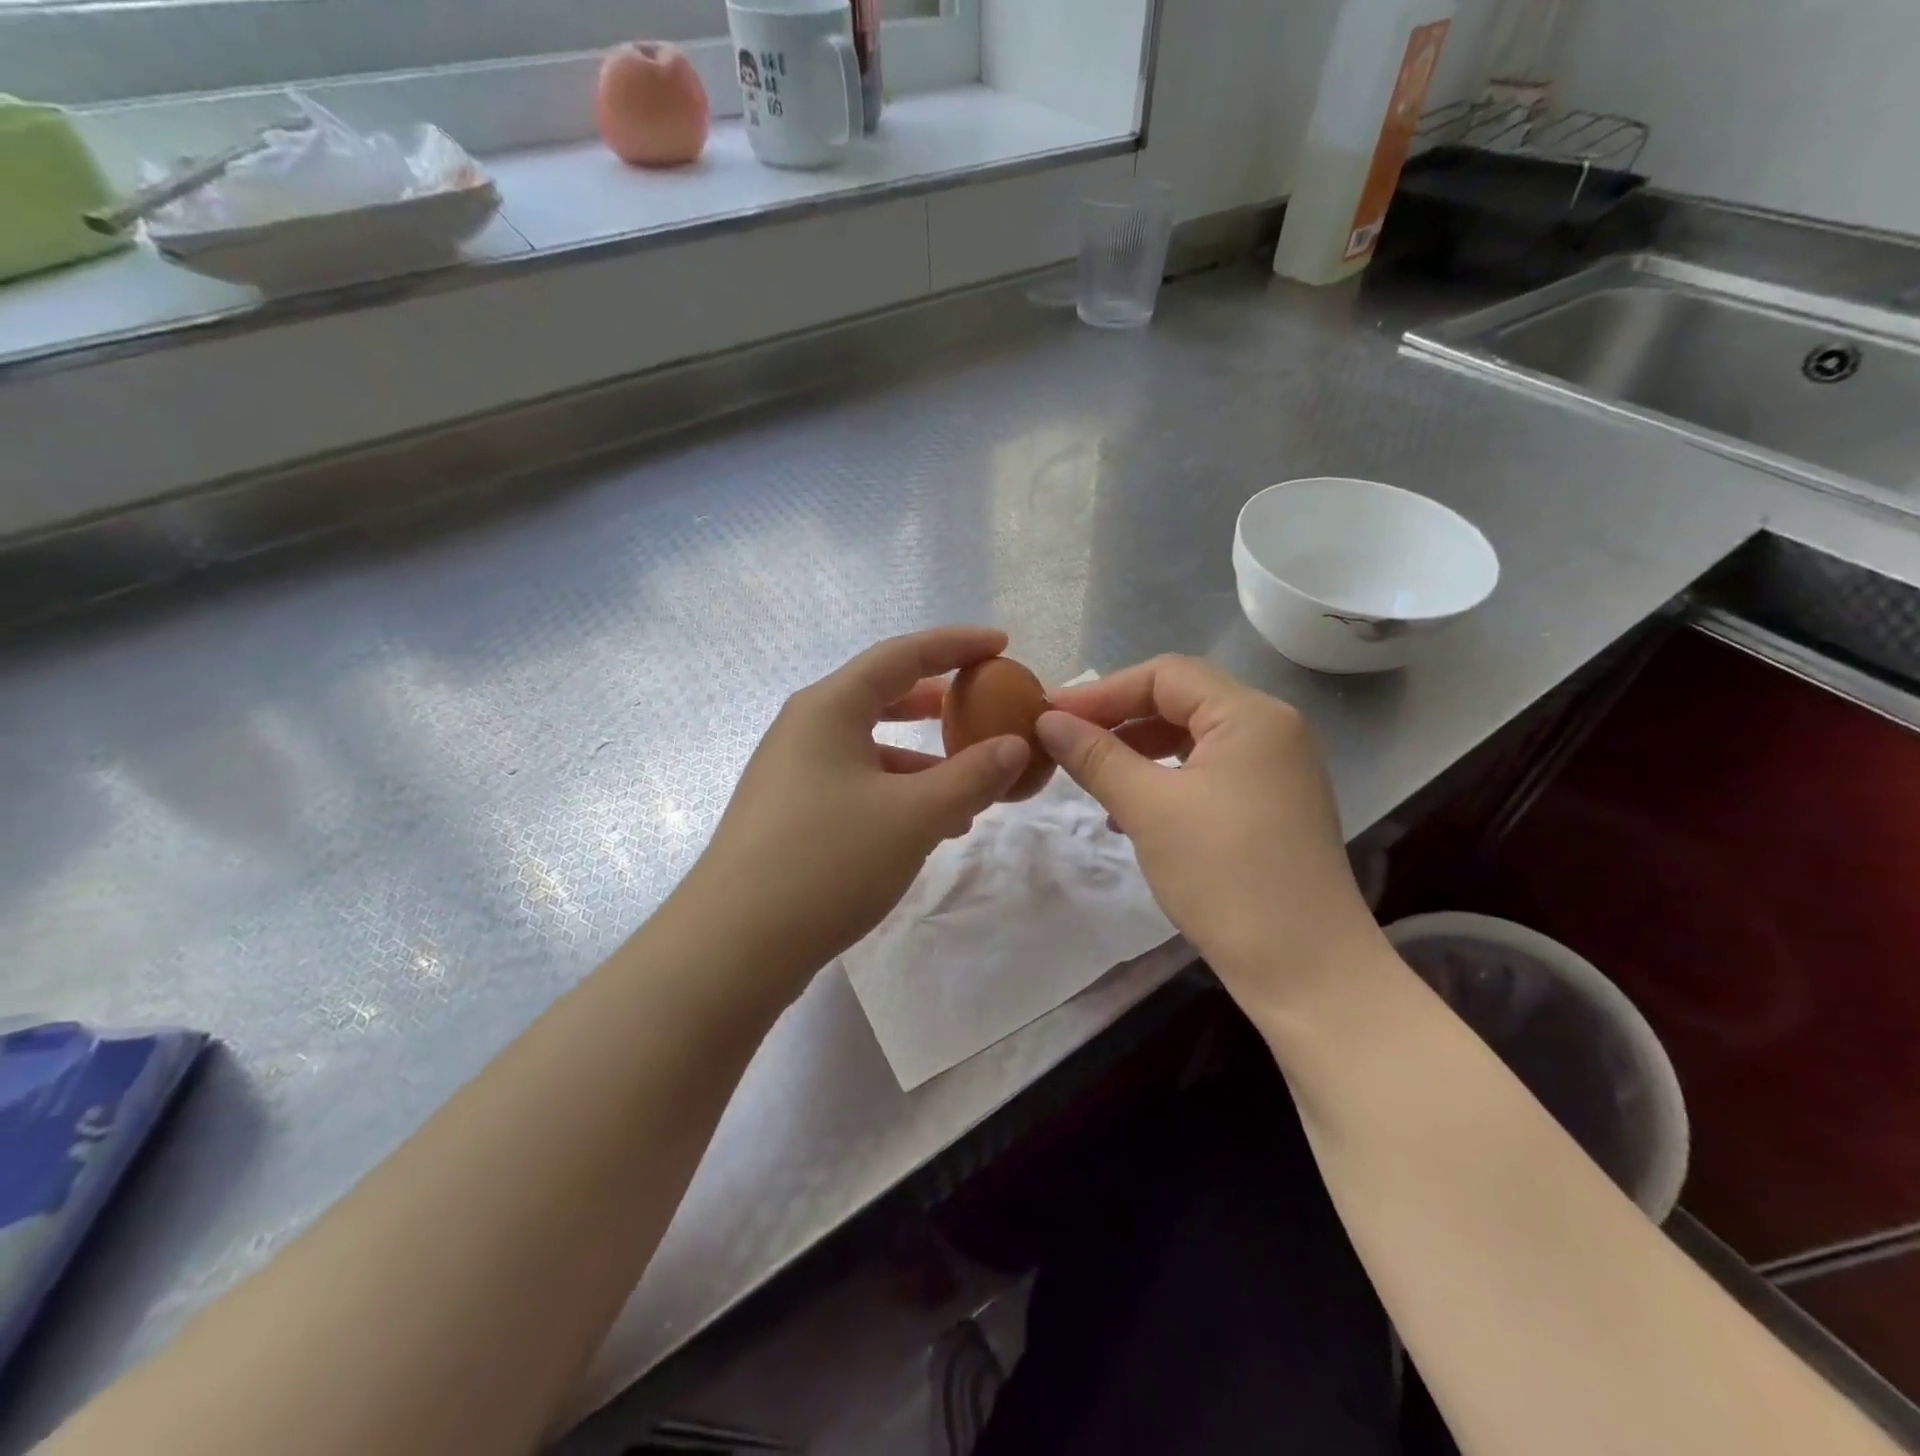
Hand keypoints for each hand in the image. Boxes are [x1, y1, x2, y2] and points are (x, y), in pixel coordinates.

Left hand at [679, 627, 1029, 996]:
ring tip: (969, 785)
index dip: (956, 645)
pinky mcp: (789, 812)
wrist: (733, 946)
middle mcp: (806, 728)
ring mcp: (792, 771)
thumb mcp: (915, 816)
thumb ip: (972, 776)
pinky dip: (897, 791)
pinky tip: (927, 827)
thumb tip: (1014, 747)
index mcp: (830, 707)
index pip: (903, 655)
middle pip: (882, 694)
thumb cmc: (828, 861)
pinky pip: (856, 782)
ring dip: (921, 759)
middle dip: (937, 700)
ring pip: (871, 746)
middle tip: (982, 705)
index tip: (1001, 644)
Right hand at [1035, 655, 1378, 993]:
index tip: (1049, 714)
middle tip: (1065, 739)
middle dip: (1118, 718)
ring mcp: (1276, 770)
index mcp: (1250, 715)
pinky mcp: (1272, 806)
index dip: (1102, 691)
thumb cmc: (1224, 874)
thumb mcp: (1148, 808)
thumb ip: (1095, 756)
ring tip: (1092, 773)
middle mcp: (1271, 729)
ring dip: (1138, 750)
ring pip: (1192, 739)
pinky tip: (1130, 811)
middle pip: (1181, 701)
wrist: (1304, 968)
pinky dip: (1164, 779)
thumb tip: (1047, 720)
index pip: (1165, 675)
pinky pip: (1207, 773)